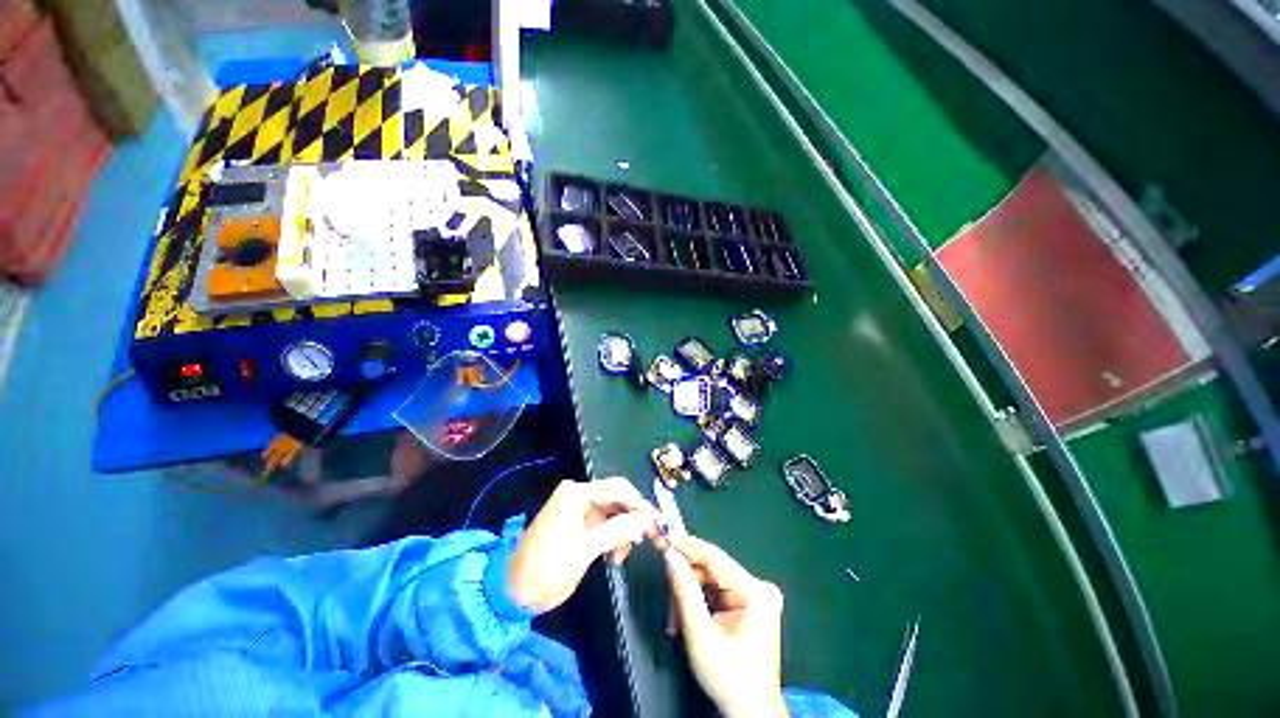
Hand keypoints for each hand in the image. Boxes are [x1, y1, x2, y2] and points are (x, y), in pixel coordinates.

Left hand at [506, 478, 658, 613]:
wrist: (511, 593)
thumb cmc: (545, 571)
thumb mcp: (584, 551)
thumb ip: (617, 531)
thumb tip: (648, 517)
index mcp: (576, 494)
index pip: (618, 489)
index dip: (640, 504)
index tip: (658, 525)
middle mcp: (578, 494)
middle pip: (617, 497)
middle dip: (634, 517)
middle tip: (649, 540)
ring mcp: (577, 507)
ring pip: (614, 510)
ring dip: (624, 529)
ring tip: (622, 556)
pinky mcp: (577, 521)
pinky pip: (605, 521)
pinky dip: (614, 536)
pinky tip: (613, 556)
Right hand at [664, 534, 788, 717]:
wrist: (751, 713)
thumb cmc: (729, 678)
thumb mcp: (701, 636)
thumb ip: (685, 591)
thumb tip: (670, 555)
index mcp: (753, 591)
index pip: (713, 556)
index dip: (686, 545)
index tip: (662, 535)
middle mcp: (757, 587)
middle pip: (711, 568)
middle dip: (685, 582)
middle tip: (666, 596)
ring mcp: (755, 595)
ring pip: (710, 579)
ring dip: (689, 595)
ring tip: (675, 621)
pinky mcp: (749, 604)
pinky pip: (716, 590)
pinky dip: (698, 602)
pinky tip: (686, 619)